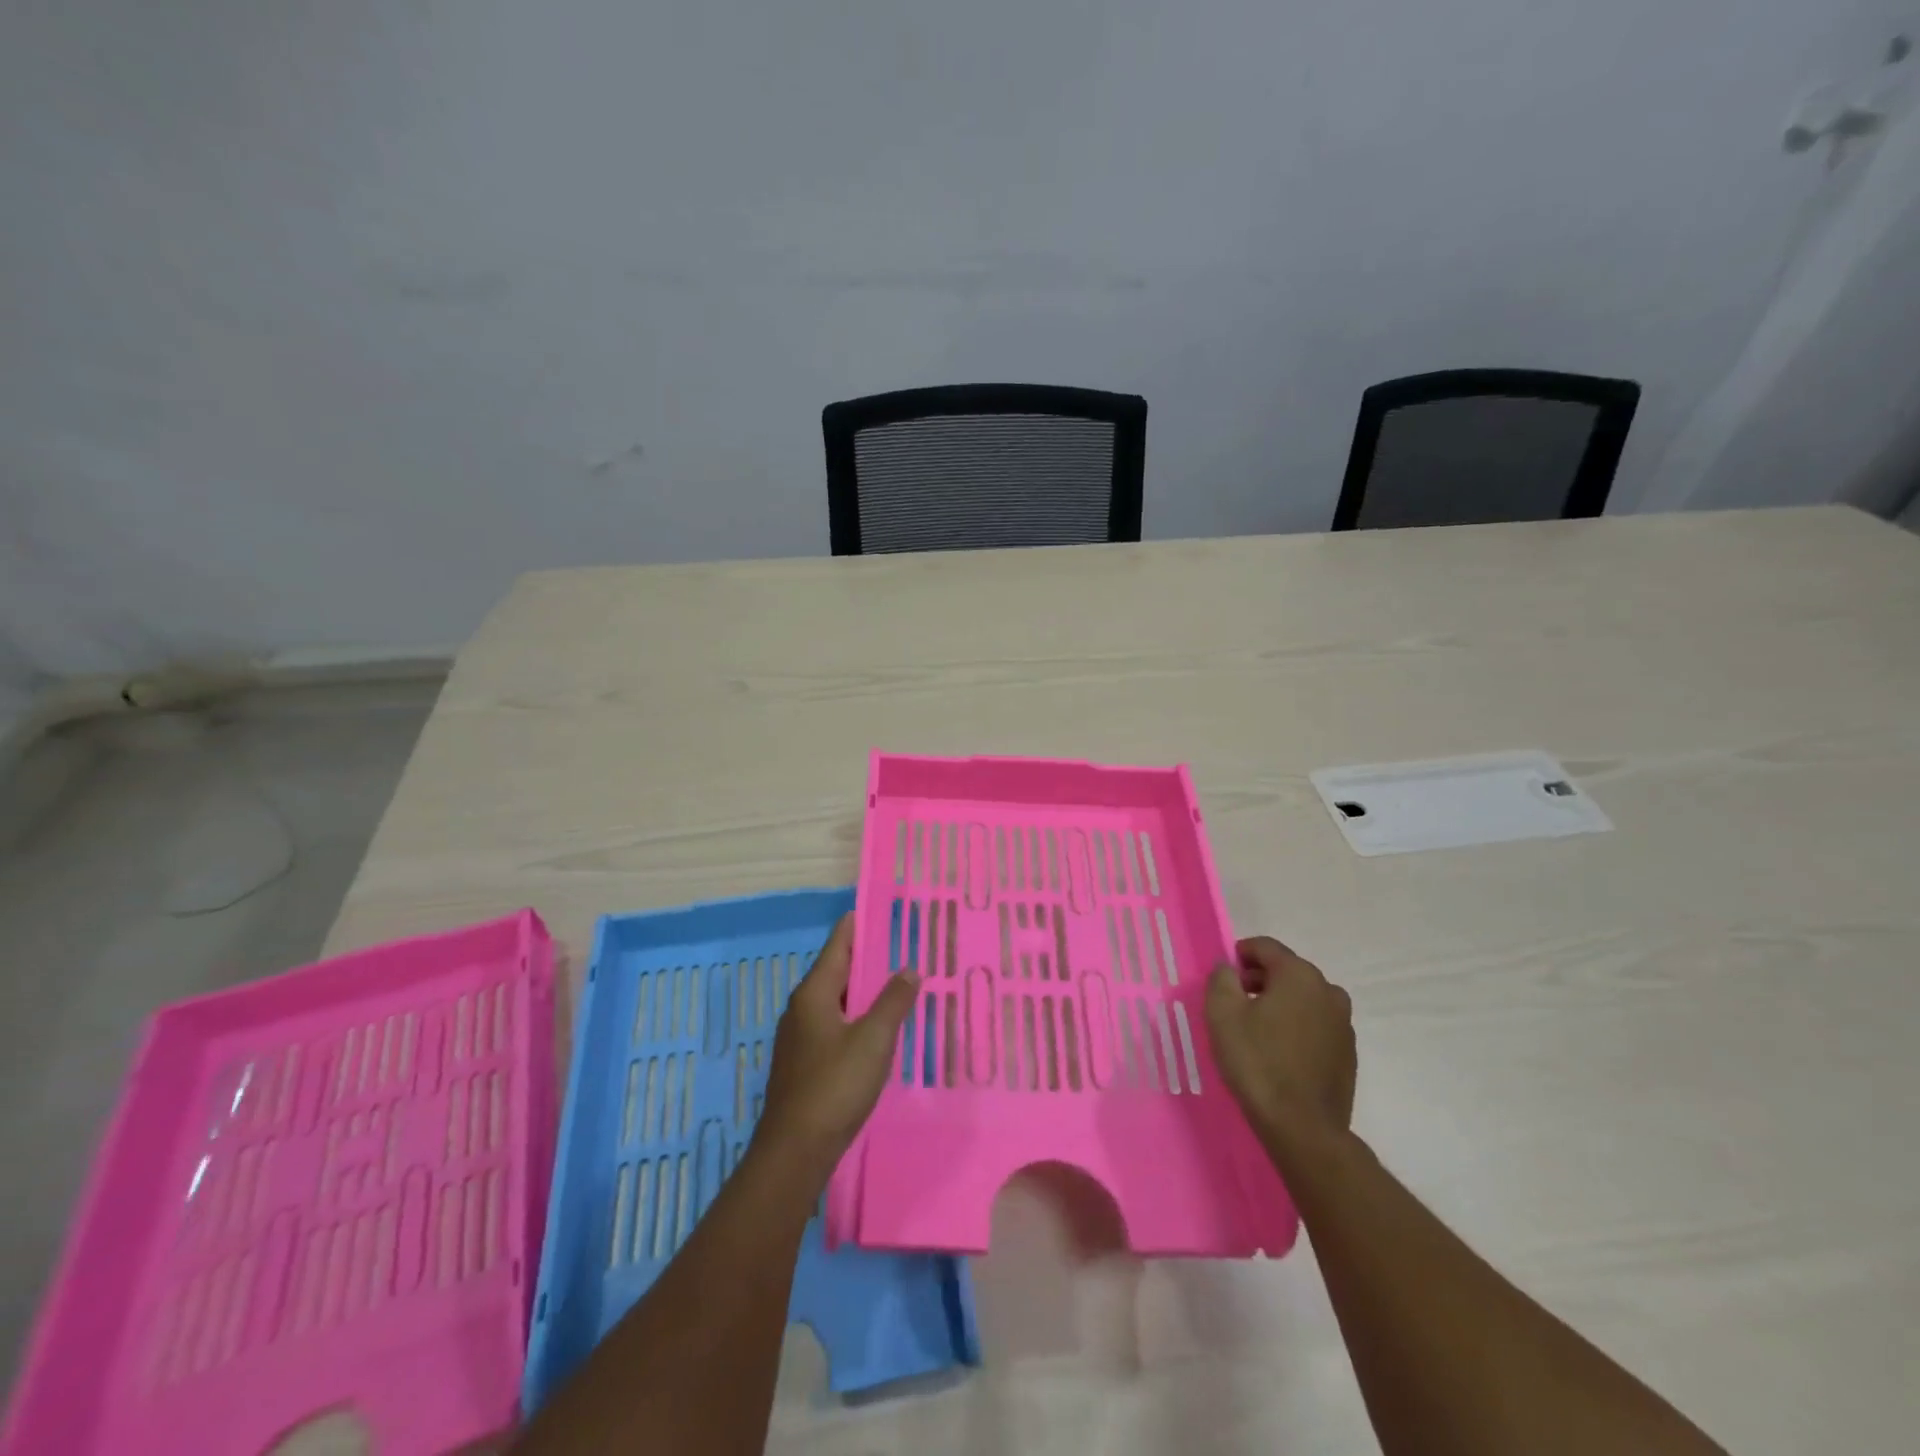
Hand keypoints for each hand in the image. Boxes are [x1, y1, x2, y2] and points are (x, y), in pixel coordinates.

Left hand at [758, 914, 918, 1173]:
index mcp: (814, 994)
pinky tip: (876, 1029)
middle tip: (900, 945)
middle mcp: (801, 1008)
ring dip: (862, 990)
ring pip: (835, 1000)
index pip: (838, 945)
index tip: (880, 909)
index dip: (858, 925)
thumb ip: (893, 1001)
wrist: (795, 1150)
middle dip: (865, 957)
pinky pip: (834, 1025)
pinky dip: (856, 1016)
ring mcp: (799, 1037)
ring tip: (895, 983)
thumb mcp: (873, 1039)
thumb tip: (909, 968)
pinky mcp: (804, 1063)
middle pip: (836, 970)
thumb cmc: (835, 1086)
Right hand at [1206, 936, 1356, 1153]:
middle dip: (1259, 979)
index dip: (1240, 954)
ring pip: (1303, 999)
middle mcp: (1328, 991)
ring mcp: (1343, 1023)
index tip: (1223, 975)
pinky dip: (1296, 1027)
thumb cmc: (1257, 1062)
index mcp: (1299, 975)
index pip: (1265, 947)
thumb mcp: (1222, 1014)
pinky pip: (1316, 1025)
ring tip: (1255, 1030)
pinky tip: (1279, 1052)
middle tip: (1234, 1002)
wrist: (1303, 1128)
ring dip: (1279, 1003)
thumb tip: (1227, 967)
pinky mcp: (1348, 1053)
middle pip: (1287, 971)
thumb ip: (1221, 979)